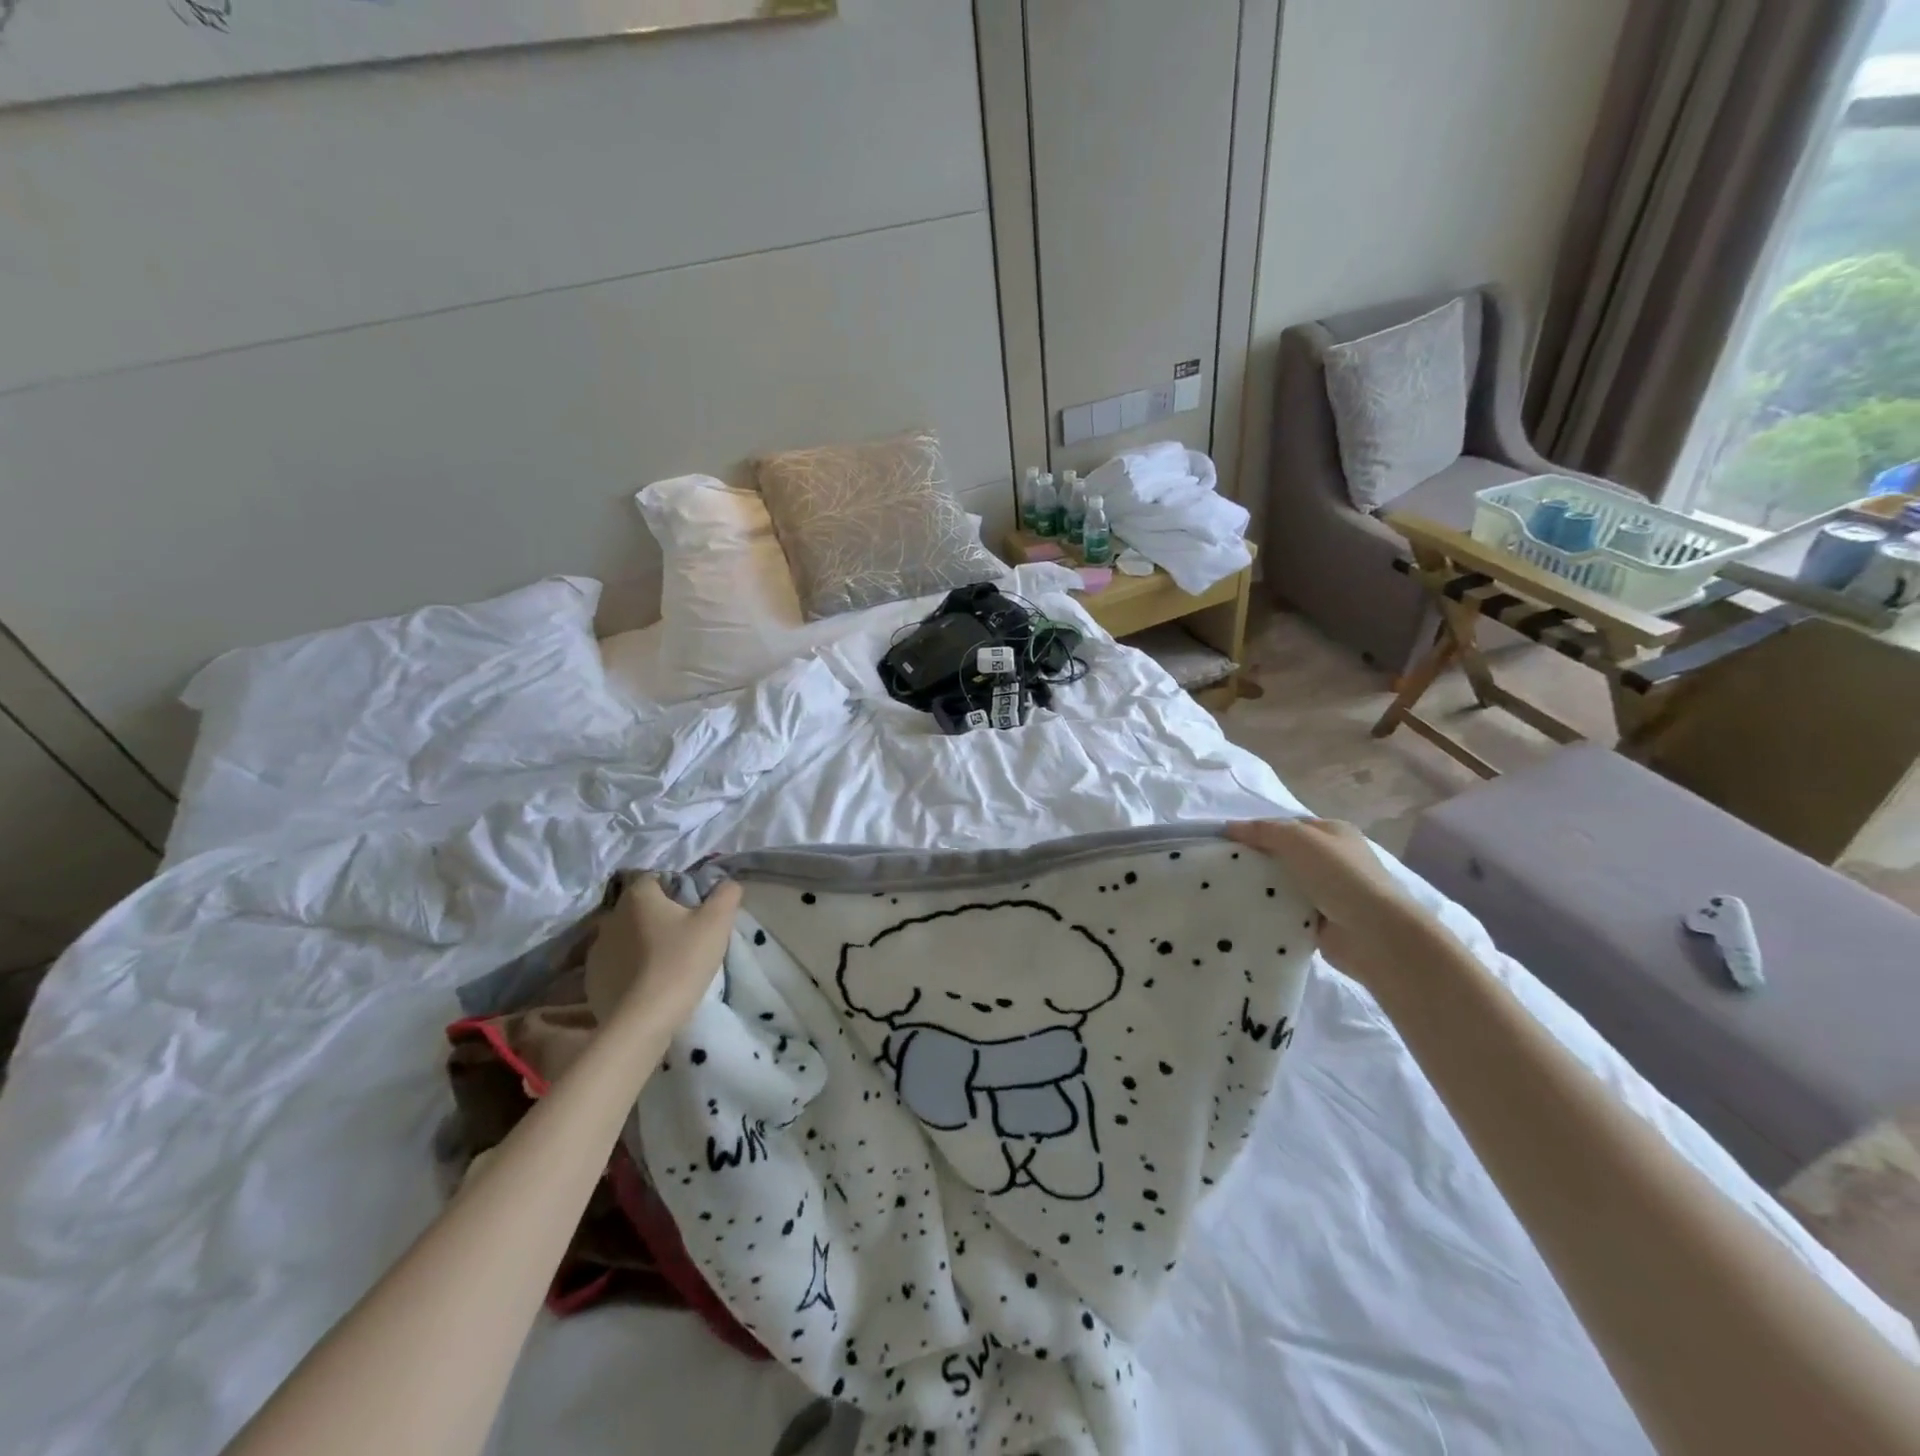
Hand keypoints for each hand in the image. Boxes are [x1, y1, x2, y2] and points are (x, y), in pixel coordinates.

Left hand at [584, 876, 742, 1031]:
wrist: (642, 1021)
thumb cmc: (681, 962)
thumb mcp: (717, 923)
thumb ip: (726, 894)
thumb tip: (728, 883)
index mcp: (638, 897)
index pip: (657, 879)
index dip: (677, 891)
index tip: (694, 911)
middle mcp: (610, 916)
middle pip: (640, 909)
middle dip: (659, 918)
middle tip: (685, 938)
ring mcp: (596, 950)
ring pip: (626, 937)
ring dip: (642, 944)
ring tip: (666, 964)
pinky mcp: (591, 980)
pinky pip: (615, 965)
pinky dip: (629, 970)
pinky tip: (647, 985)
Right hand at [1226, 819, 1436, 994]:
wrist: (1373, 933)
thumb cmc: (1339, 876)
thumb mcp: (1298, 840)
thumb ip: (1264, 830)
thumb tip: (1229, 827)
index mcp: (1333, 832)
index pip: (1288, 826)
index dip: (1258, 831)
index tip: (1227, 842)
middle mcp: (1333, 859)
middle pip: (1284, 855)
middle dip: (1258, 860)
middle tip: (1224, 867)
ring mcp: (1329, 891)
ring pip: (1284, 883)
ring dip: (1264, 888)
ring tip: (1228, 890)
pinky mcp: (1321, 920)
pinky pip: (1287, 910)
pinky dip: (1272, 911)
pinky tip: (1249, 913)